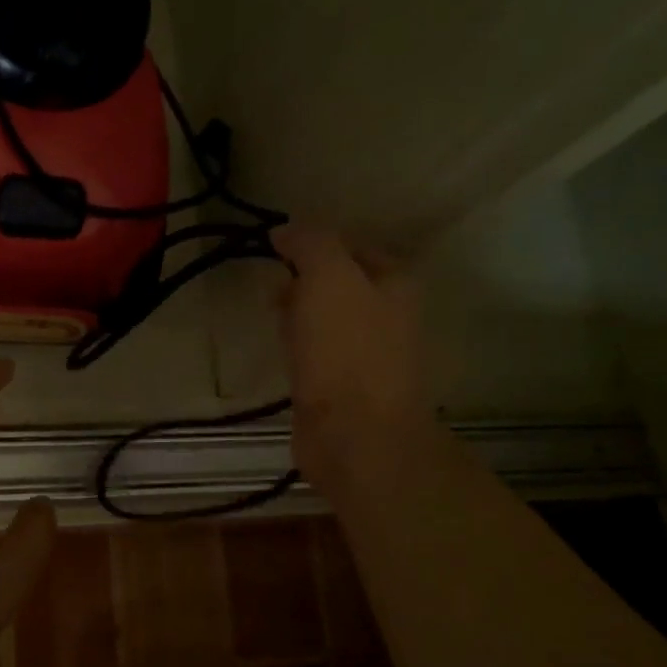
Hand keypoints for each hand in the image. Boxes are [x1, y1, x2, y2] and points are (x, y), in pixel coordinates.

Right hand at [273, 225, 441, 502]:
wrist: (356, 435)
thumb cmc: (346, 349)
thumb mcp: (329, 277)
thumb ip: (310, 243)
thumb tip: (285, 230)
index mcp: (395, 284)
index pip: (351, 245)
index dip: (314, 242)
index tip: (276, 247)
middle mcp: (387, 315)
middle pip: (338, 282)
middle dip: (303, 278)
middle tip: (272, 283)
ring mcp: (366, 354)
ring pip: (325, 318)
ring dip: (298, 311)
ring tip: (271, 313)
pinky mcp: (344, 387)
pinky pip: (317, 352)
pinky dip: (298, 344)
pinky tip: (281, 351)